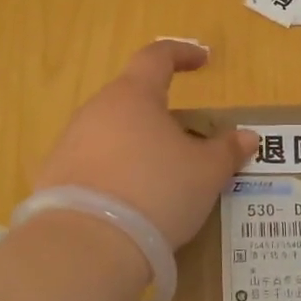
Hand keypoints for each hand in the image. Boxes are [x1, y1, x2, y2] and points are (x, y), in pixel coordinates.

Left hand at [34, 41, 257, 248]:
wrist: (86, 246)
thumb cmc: (156, 192)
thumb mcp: (206, 173)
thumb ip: (227, 151)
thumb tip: (247, 137)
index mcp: (133, 95)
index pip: (156, 57)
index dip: (182, 54)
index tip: (202, 60)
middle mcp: (96, 110)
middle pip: (131, 97)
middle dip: (159, 110)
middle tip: (186, 136)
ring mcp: (69, 143)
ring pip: (110, 131)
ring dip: (135, 143)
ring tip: (159, 173)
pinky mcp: (53, 177)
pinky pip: (91, 163)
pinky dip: (113, 171)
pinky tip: (128, 199)